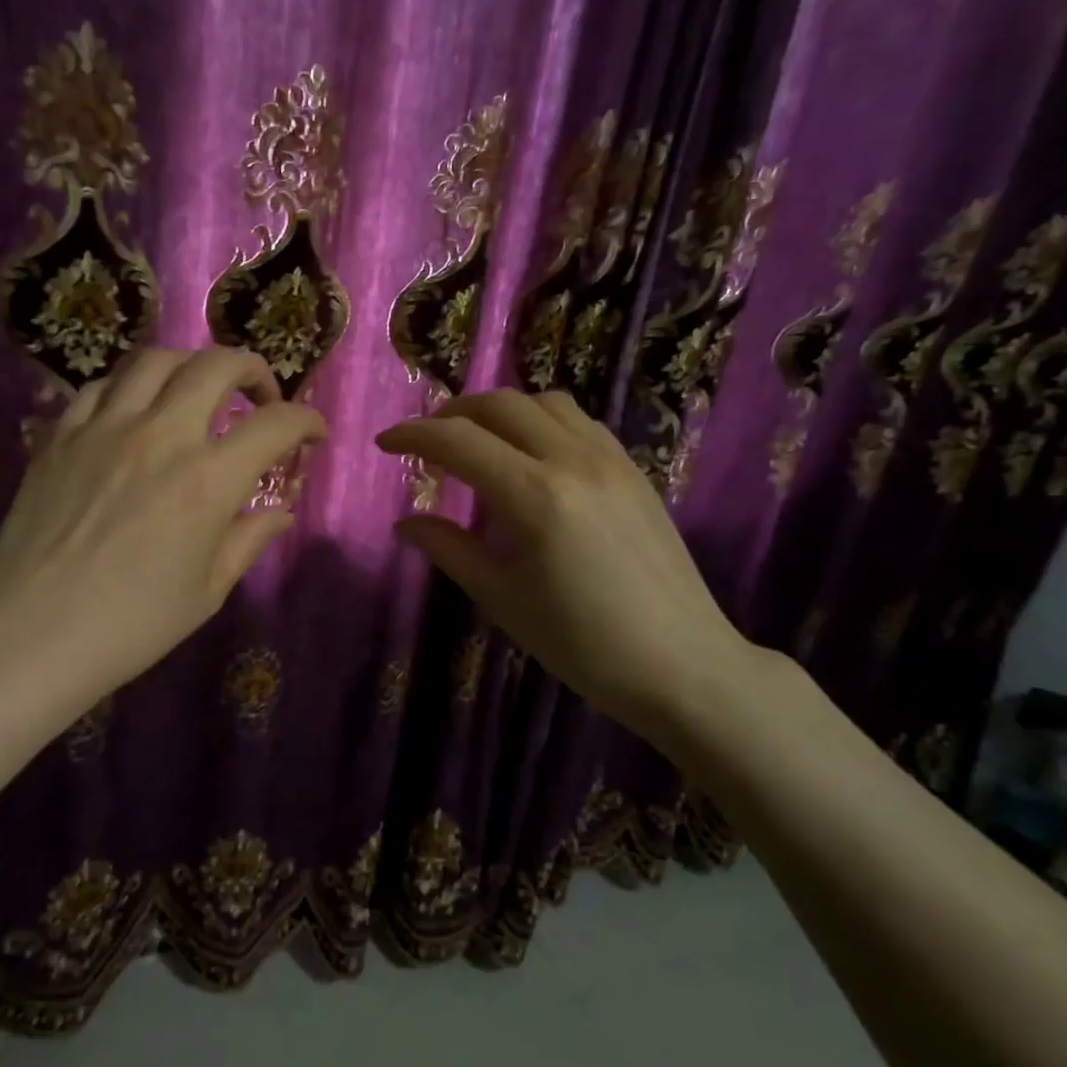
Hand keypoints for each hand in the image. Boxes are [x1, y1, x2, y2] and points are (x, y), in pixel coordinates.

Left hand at [0, 347, 323, 694]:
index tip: (313, 434)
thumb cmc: (132, 624)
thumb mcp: (207, 590)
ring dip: (191, 366)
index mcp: (208, 481)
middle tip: (260, 396)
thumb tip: (280, 512)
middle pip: (216, 365)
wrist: (32, 633)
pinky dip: (133, 387)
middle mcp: (161, 436)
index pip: (275, 424)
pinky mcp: (61, 435)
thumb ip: (248, 539)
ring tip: (199, 392)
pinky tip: (137, 411)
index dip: (306, 421)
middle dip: (253, 369)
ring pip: (156, 360)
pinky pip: (103, 386)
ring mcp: (105, 428)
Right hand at [376, 389, 762, 741]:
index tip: (384, 445)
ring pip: (544, 402)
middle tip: (427, 442)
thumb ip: (450, 549)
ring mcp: (611, 460)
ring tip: (477, 441)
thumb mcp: (503, 599)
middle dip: (452, 413)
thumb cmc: (581, 644)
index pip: (458, 441)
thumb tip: (405, 523)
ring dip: (500, 410)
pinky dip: (541, 420)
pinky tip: (531, 454)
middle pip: (500, 405)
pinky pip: (579, 421)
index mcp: (534, 497)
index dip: (412, 435)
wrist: (681, 663)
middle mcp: (573, 461)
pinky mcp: (634, 469)